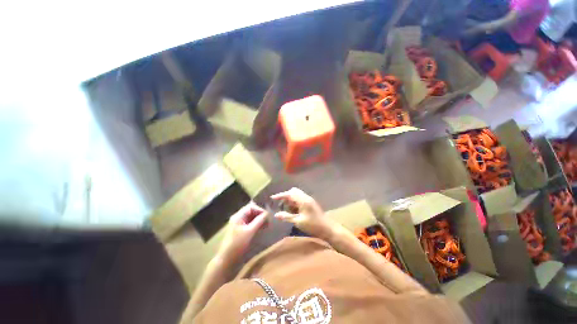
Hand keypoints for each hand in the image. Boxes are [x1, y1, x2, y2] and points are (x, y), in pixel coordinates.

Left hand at [217, 202, 267, 263]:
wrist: (227, 260)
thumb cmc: (238, 244)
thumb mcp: (250, 231)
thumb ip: (259, 220)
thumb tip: (268, 213)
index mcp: (238, 216)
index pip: (251, 207)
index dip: (260, 209)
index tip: (268, 215)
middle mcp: (238, 218)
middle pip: (251, 211)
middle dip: (260, 214)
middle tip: (269, 220)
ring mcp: (239, 224)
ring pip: (251, 218)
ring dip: (259, 220)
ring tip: (267, 224)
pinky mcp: (241, 231)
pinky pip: (250, 224)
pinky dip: (257, 224)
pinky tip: (262, 228)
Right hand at [271, 188, 333, 237]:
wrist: (328, 228)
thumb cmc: (313, 225)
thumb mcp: (298, 222)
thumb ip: (287, 217)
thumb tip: (276, 215)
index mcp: (303, 200)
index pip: (289, 194)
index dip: (280, 195)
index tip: (273, 198)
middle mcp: (306, 197)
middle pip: (293, 191)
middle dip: (286, 196)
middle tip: (281, 205)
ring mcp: (309, 200)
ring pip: (297, 195)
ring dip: (290, 199)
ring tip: (286, 209)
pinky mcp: (310, 203)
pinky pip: (300, 199)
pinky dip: (295, 202)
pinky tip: (293, 211)